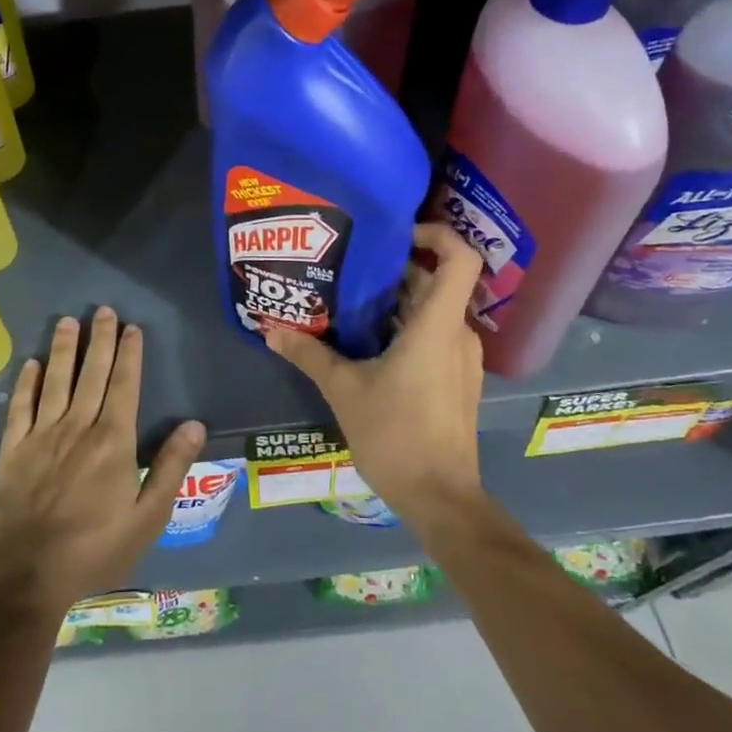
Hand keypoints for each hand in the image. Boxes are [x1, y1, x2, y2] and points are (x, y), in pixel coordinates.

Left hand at [0, 307, 206, 620]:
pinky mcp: (12, 451)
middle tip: (103, 310)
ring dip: (63, 349)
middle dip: (99, 340)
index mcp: (113, 442)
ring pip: (56, 381)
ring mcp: (41, 436)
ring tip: (68, 321)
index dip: (129, 355)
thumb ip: (170, 468)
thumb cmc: (94, 551)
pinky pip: (20, 408)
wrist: (26, 577)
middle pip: (91, 374)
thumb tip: (194, 424)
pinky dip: (27, 383)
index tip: (132, 328)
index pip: (124, 386)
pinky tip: (32, 364)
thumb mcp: (147, 518)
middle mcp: (77, 428)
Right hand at [262, 223, 486, 527]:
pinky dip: (406, 326)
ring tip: (351, 297)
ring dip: (398, 300)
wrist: (440, 497)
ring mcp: (461, 359)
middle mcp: (457, 335)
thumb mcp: (344, 391)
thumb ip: (309, 355)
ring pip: (433, 311)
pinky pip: (434, 336)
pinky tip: (367, 339)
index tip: (397, 233)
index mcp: (437, 326)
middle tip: (351, 263)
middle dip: (397, 268)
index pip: (460, 259)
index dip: (436, 233)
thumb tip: (270, 331)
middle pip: (437, 282)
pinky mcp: (456, 380)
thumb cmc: (396, 435)